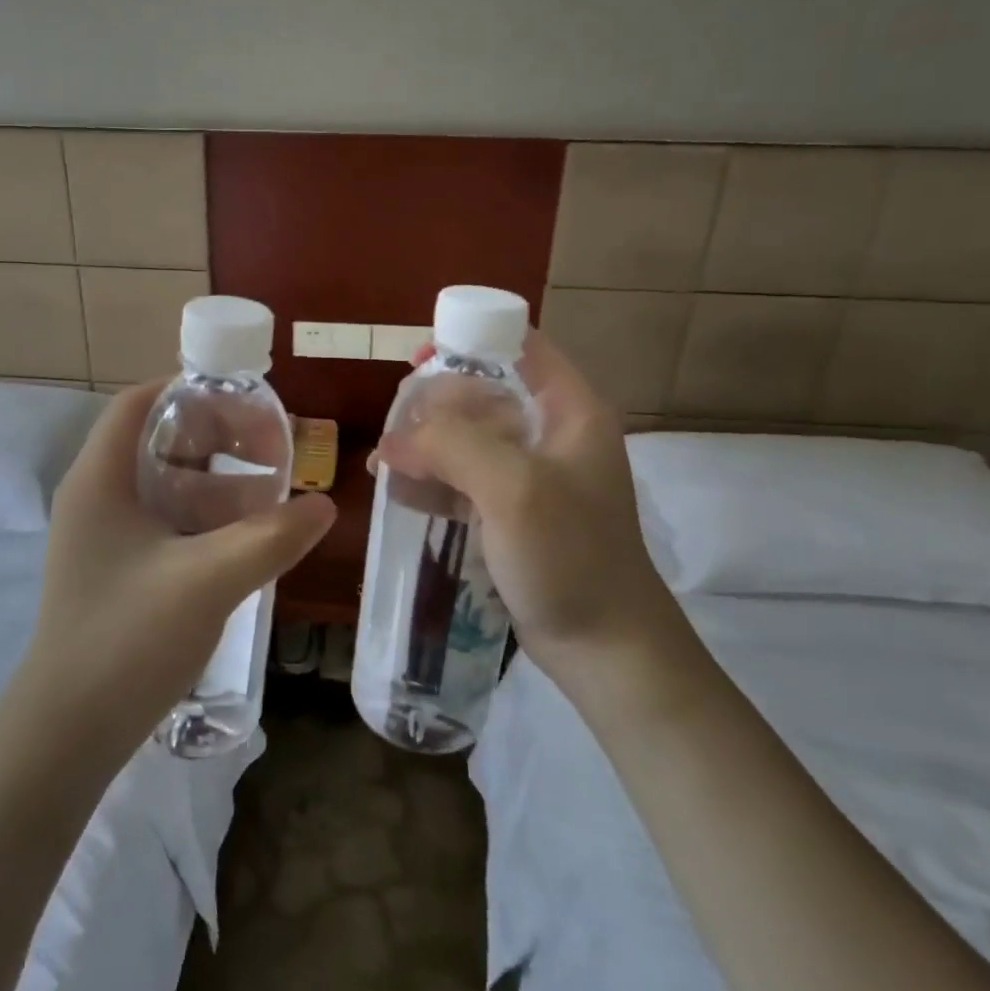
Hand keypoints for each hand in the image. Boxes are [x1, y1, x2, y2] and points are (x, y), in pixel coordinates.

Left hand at [23, 383, 336, 757]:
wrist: (66, 736)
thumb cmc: (127, 641)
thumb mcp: (208, 581)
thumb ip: (270, 538)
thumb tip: (324, 505)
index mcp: (101, 479)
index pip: (140, 403)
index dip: (191, 391)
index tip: (246, 403)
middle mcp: (96, 496)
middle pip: (157, 439)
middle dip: (216, 437)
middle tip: (270, 450)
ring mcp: (103, 536)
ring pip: (165, 483)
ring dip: (216, 482)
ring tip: (269, 497)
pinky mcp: (115, 569)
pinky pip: (164, 521)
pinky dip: (204, 517)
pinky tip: (243, 541)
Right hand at [374, 332, 689, 678]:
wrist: (606, 650)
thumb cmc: (570, 556)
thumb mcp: (513, 487)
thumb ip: (452, 444)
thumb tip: (393, 438)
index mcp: (569, 409)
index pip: (520, 346)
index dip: (470, 340)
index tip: (419, 362)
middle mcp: (551, 433)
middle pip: (483, 392)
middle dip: (434, 406)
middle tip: (395, 431)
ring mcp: (531, 475)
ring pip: (467, 437)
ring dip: (424, 445)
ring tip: (383, 465)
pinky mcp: (512, 511)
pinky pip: (463, 478)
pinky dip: (431, 480)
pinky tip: (398, 492)